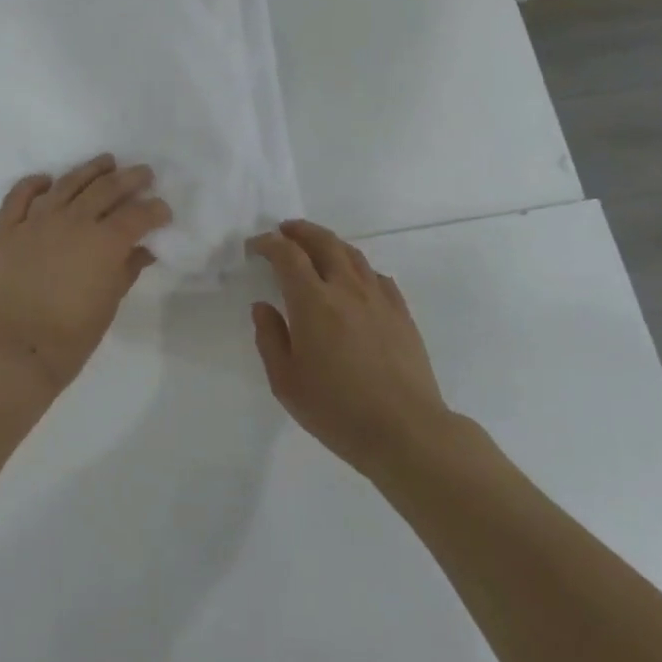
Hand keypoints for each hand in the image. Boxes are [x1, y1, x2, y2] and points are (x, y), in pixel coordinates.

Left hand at [0, 154, 170, 398]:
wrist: (14, 352)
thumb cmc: (71, 337)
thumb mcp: (109, 304)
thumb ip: (127, 269)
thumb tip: (143, 250)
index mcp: (103, 242)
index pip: (137, 214)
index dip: (155, 209)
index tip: (163, 211)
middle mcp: (72, 221)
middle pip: (106, 189)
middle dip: (130, 179)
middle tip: (143, 174)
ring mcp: (36, 222)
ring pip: (67, 183)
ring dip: (90, 170)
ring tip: (105, 162)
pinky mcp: (7, 229)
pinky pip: (20, 196)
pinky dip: (34, 184)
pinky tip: (46, 180)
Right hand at [247, 220, 451, 477]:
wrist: (406, 431)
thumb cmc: (337, 410)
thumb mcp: (286, 382)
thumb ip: (270, 338)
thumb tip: (263, 307)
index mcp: (313, 302)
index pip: (287, 255)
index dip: (268, 244)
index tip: (255, 246)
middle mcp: (346, 289)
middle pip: (323, 242)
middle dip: (300, 231)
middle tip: (285, 230)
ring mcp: (378, 298)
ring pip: (352, 254)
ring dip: (329, 243)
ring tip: (316, 246)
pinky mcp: (401, 313)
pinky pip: (377, 276)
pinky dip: (358, 268)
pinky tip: (355, 280)